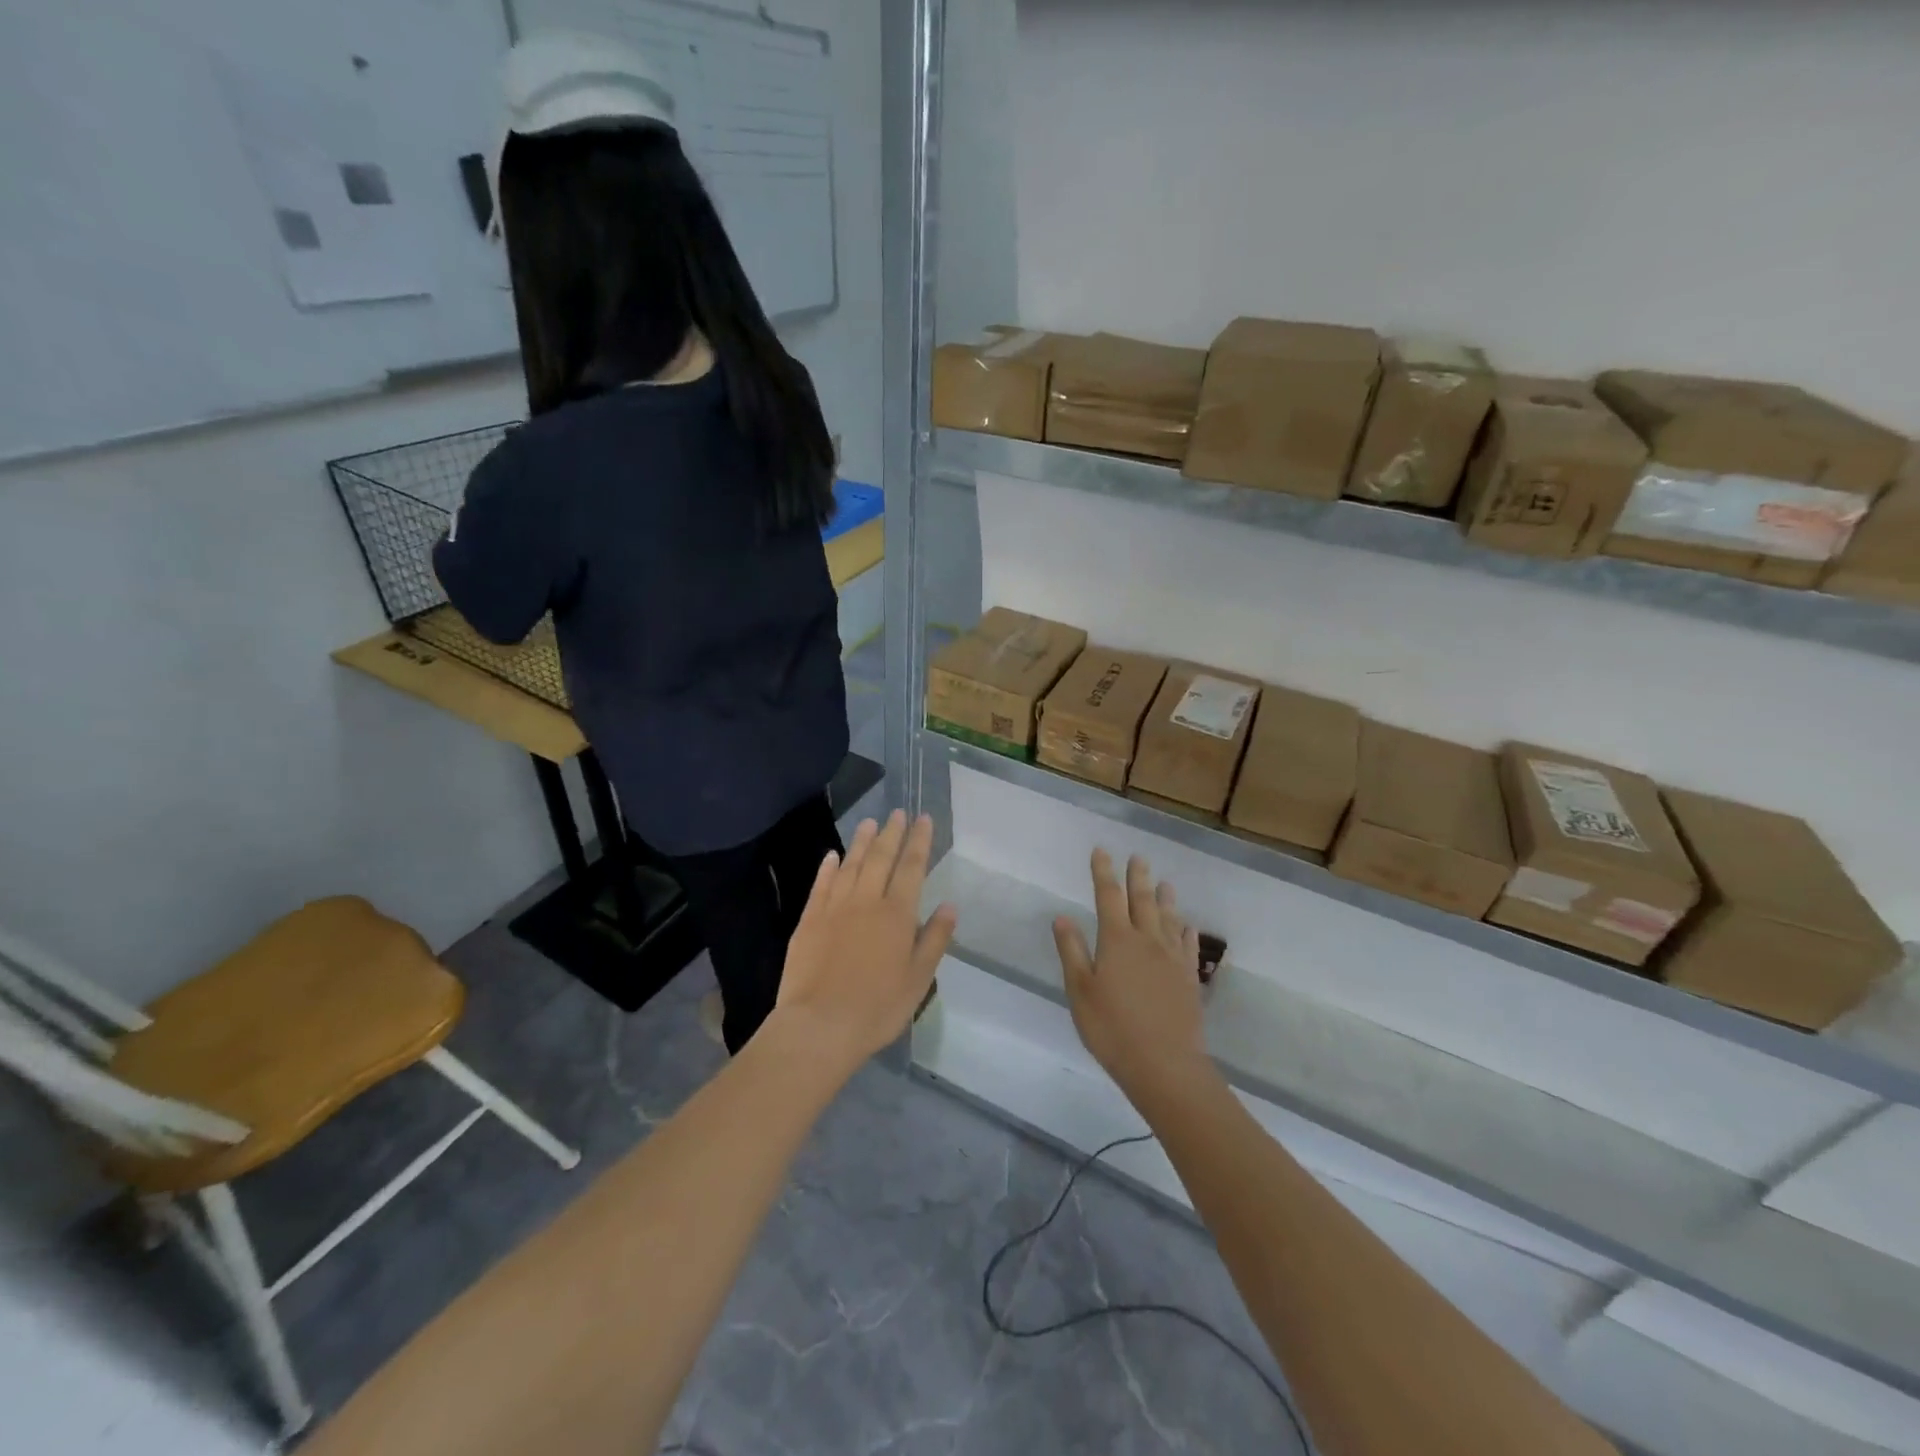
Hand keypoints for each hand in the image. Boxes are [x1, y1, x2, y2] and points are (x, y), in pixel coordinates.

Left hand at [773, 810, 956, 1073]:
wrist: (819, 1025)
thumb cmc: (877, 1007)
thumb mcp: (919, 979)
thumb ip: (935, 939)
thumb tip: (950, 905)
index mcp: (897, 914)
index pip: (912, 867)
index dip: (919, 841)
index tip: (923, 819)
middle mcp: (866, 901)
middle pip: (881, 858)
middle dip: (892, 833)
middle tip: (897, 812)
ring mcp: (834, 908)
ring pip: (850, 865)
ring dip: (861, 842)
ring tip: (869, 822)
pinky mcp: (808, 920)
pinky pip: (821, 885)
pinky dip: (828, 867)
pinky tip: (832, 855)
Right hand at [1053, 850, 1211, 1107]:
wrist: (1165, 1065)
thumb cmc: (1112, 1028)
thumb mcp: (1080, 991)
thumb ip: (1072, 950)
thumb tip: (1062, 916)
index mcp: (1117, 940)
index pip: (1108, 896)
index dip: (1103, 872)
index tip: (1101, 851)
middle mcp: (1147, 940)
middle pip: (1142, 900)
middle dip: (1137, 876)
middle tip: (1137, 856)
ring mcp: (1172, 959)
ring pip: (1169, 918)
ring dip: (1165, 898)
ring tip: (1164, 882)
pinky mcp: (1189, 979)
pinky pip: (1189, 946)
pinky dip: (1187, 931)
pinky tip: (1188, 926)